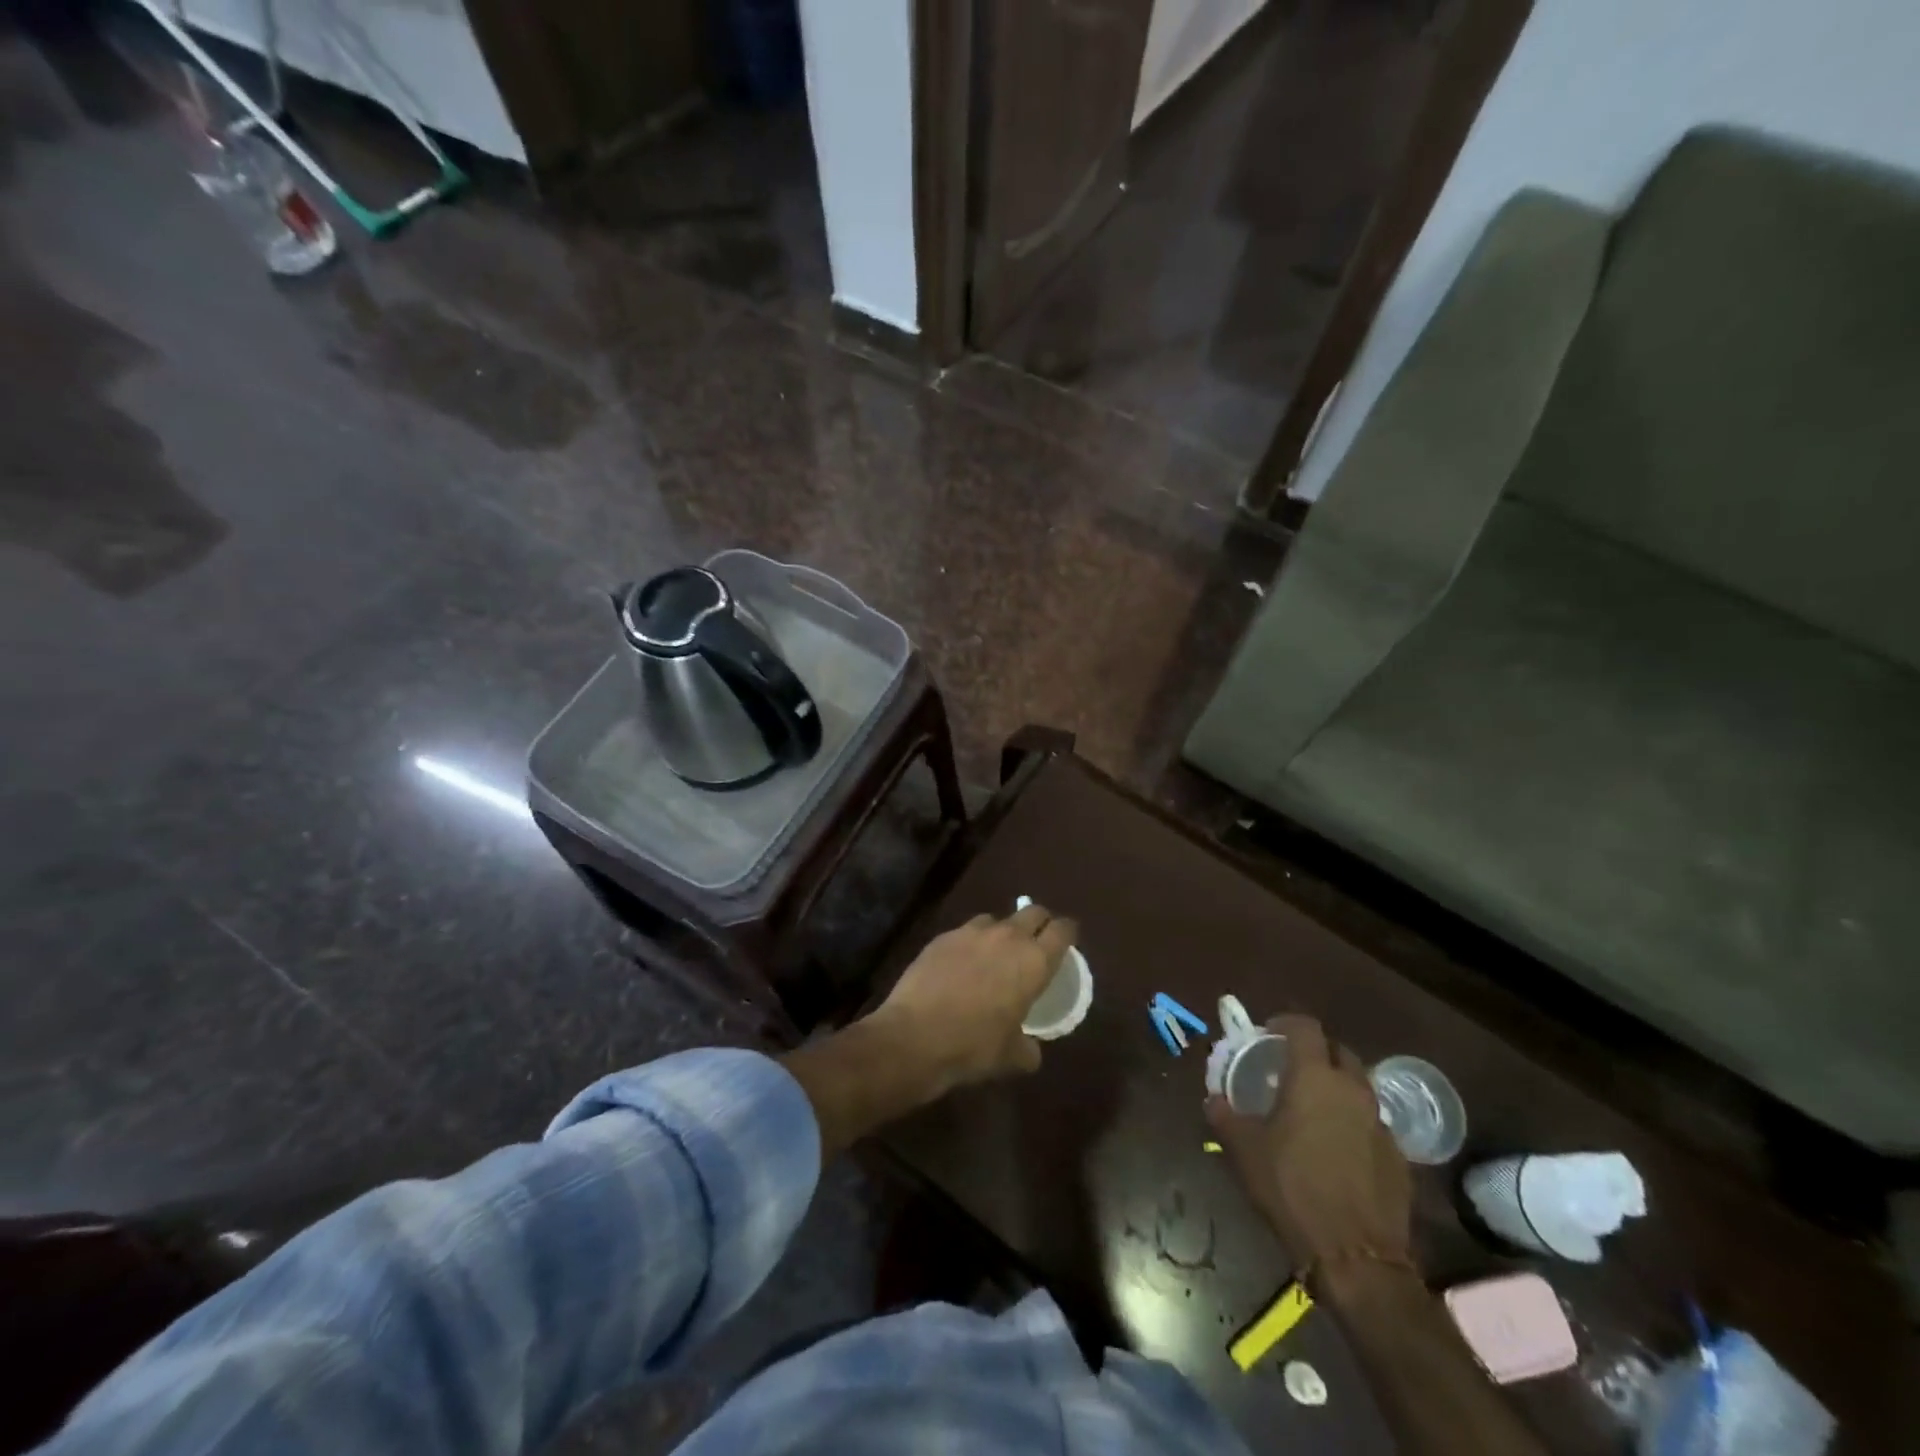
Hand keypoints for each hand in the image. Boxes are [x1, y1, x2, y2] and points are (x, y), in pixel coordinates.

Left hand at [868, 902, 1076, 1095]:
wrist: (914, 1036)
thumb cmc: (973, 1046)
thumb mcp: (1010, 1056)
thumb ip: (1028, 1048)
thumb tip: (1031, 1051)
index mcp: (1034, 962)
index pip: (1062, 930)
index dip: (1067, 933)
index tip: (1067, 941)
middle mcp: (1007, 937)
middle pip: (1033, 912)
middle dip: (1039, 923)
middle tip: (1036, 943)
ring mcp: (972, 932)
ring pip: (997, 919)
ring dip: (1002, 932)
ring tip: (994, 955)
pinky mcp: (943, 936)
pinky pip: (965, 932)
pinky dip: (970, 943)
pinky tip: (961, 965)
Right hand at [1207, 1015, 1411, 1272]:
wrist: (1355, 1256)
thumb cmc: (1291, 1187)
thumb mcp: (1244, 1149)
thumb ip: (1225, 1115)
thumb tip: (1214, 1099)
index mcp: (1314, 1076)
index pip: (1305, 1026)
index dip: (1285, 1023)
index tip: (1268, 1034)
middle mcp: (1353, 1089)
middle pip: (1338, 1050)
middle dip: (1315, 1052)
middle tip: (1291, 1069)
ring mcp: (1381, 1123)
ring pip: (1358, 1087)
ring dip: (1337, 1087)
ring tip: (1313, 1109)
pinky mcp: (1398, 1157)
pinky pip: (1372, 1123)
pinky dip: (1354, 1123)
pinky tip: (1337, 1149)